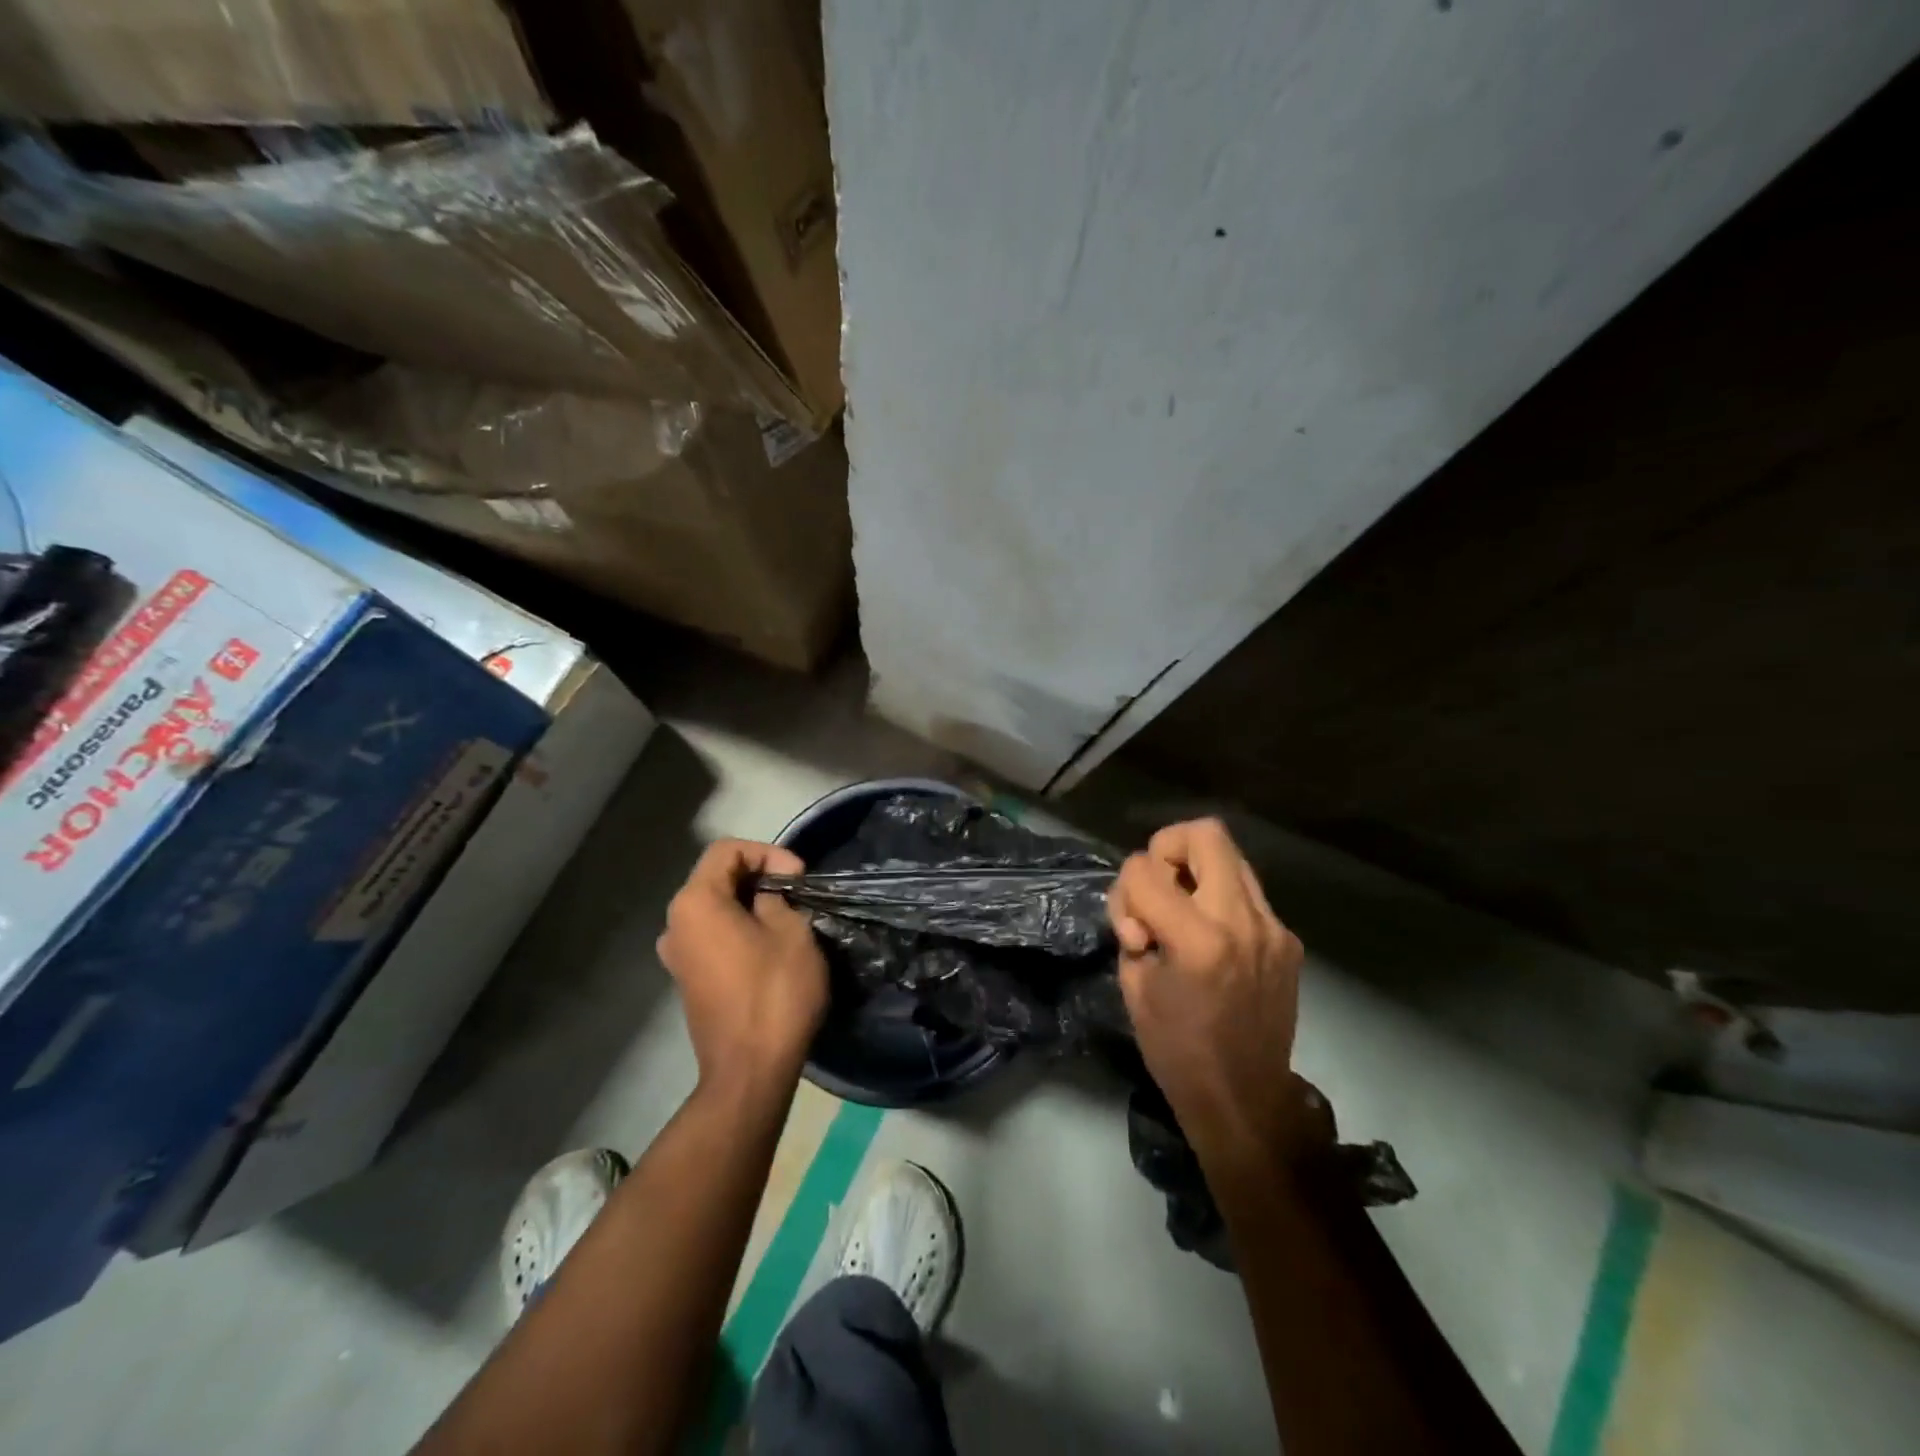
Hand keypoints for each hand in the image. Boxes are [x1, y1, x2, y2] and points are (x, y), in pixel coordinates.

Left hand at [657, 839, 828, 1092]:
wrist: (750, 1070)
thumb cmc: (774, 992)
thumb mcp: (791, 931)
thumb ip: (777, 898)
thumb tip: (766, 897)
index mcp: (695, 903)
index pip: (727, 850)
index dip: (767, 852)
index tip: (798, 877)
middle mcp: (675, 924)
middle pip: (717, 877)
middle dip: (760, 876)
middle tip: (798, 892)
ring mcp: (677, 955)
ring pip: (715, 908)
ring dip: (751, 904)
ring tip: (789, 917)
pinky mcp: (687, 980)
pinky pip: (713, 936)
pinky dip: (740, 929)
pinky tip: (770, 945)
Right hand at [1108, 819, 1309, 1168]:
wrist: (1245, 1100)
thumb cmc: (1177, 1051)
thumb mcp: (1135, 985)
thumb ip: (1135, 927)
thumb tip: (1145, 901)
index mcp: (1199, 939)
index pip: (1146, 868)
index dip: (1126, 890)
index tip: (1136, 933)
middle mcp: (1243, 921)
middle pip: (1205, 834)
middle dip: (1168, 849)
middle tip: (1160, 889)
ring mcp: (1274, 928)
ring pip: (1232, 857)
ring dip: (1197, 872)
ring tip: (1184, 914)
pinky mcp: (1288, 940)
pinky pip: (1247, 893)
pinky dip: (1220, 901)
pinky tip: (1212, 941)